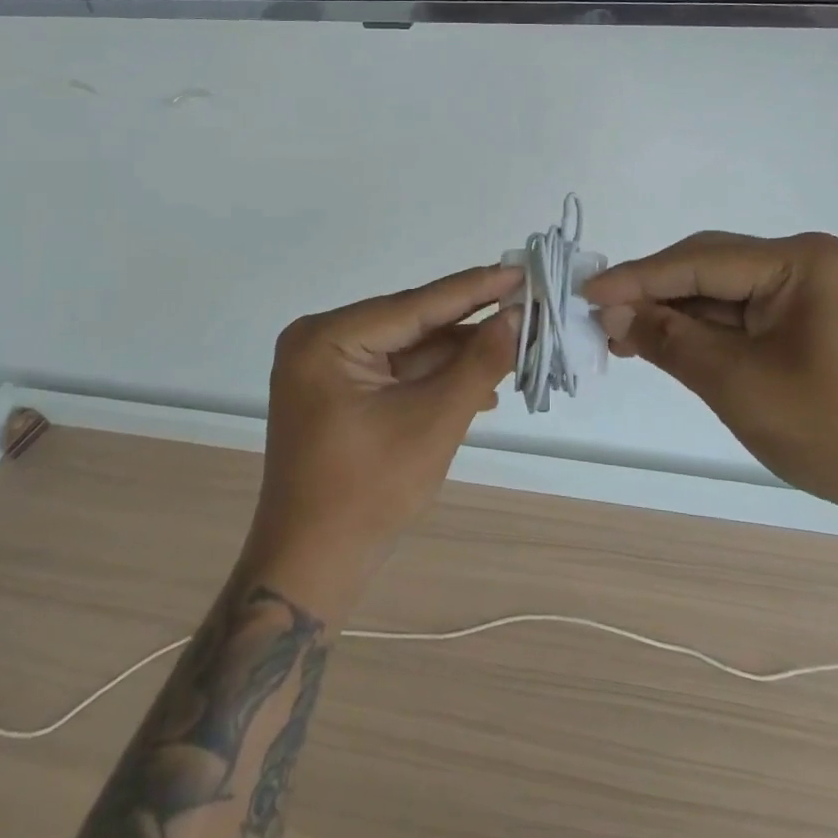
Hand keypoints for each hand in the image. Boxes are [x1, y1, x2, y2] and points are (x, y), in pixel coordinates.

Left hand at [251, 266, 519, 577]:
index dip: (474, 288)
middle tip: (525, 305)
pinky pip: (395, 371)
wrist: (312, 568)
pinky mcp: (337, 392)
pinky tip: (480, 383)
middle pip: (411, 324)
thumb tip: (517, 317)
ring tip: (515, 345)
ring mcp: (326, 367)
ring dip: (457, 354)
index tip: (519, 269)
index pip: (415, 304)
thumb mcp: (432, 423)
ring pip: (407, 348)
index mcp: (327, 338)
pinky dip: (435, 377)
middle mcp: (320, 340)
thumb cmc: (368, 495)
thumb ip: (478, 364)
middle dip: (469, 324)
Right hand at [583, 233, 837, 552]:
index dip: (638, 278)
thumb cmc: (833, 430)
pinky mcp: (809, 320)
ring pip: (721, 293)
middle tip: (601, 319)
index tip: (586, 292)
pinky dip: (704, 331)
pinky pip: (742, 315)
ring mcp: (810, 291)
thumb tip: (610, 312)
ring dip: (675, 315)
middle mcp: (805, 262)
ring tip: (623, 338)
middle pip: (709, 269)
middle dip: (654, 294)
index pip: (700, 262)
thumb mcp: (738, 383)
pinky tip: (667, 345)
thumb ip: (669, 339)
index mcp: (800, 261)